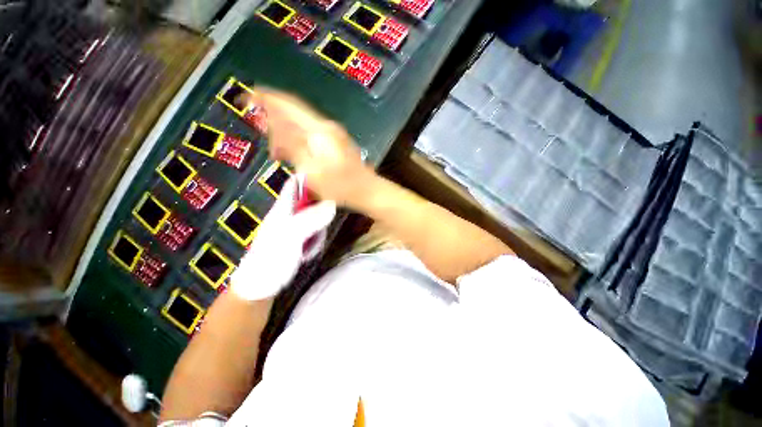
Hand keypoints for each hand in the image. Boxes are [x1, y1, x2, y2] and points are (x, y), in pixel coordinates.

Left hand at [230, 176, 335, 300]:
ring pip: (315, 218)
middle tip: (325, 223)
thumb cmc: (270, 260)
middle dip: (321, 210)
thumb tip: (332, 204)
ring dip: (319, 229)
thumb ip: (310, 219)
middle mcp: (288, 214)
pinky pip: (313, 233)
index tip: (329, 179)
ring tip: (312, 245)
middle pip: (310, 201)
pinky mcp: (297, 241)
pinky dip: (316, 240)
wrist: (258, 289)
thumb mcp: (290, 237)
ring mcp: (293, 228)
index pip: (295, 183)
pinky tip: (308, 252)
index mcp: (282, 208)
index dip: (310, 177)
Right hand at [244, 88, 376, 206]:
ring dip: (288, 136)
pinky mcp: (337, 142)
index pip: (289, 104)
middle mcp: (327, 126)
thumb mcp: (311, 170)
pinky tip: (296, 155)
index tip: (248, 97)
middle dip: (276, 125)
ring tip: (280, 156)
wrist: (367, 191)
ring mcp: (334, 134)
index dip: (267, 98)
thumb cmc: (340, 186)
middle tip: (270, 148)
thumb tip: (274, 124)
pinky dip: (299, 141)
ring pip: (303, 126)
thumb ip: (292, 146)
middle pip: (295, 115)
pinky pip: (312, 135)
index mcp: (319, 130)